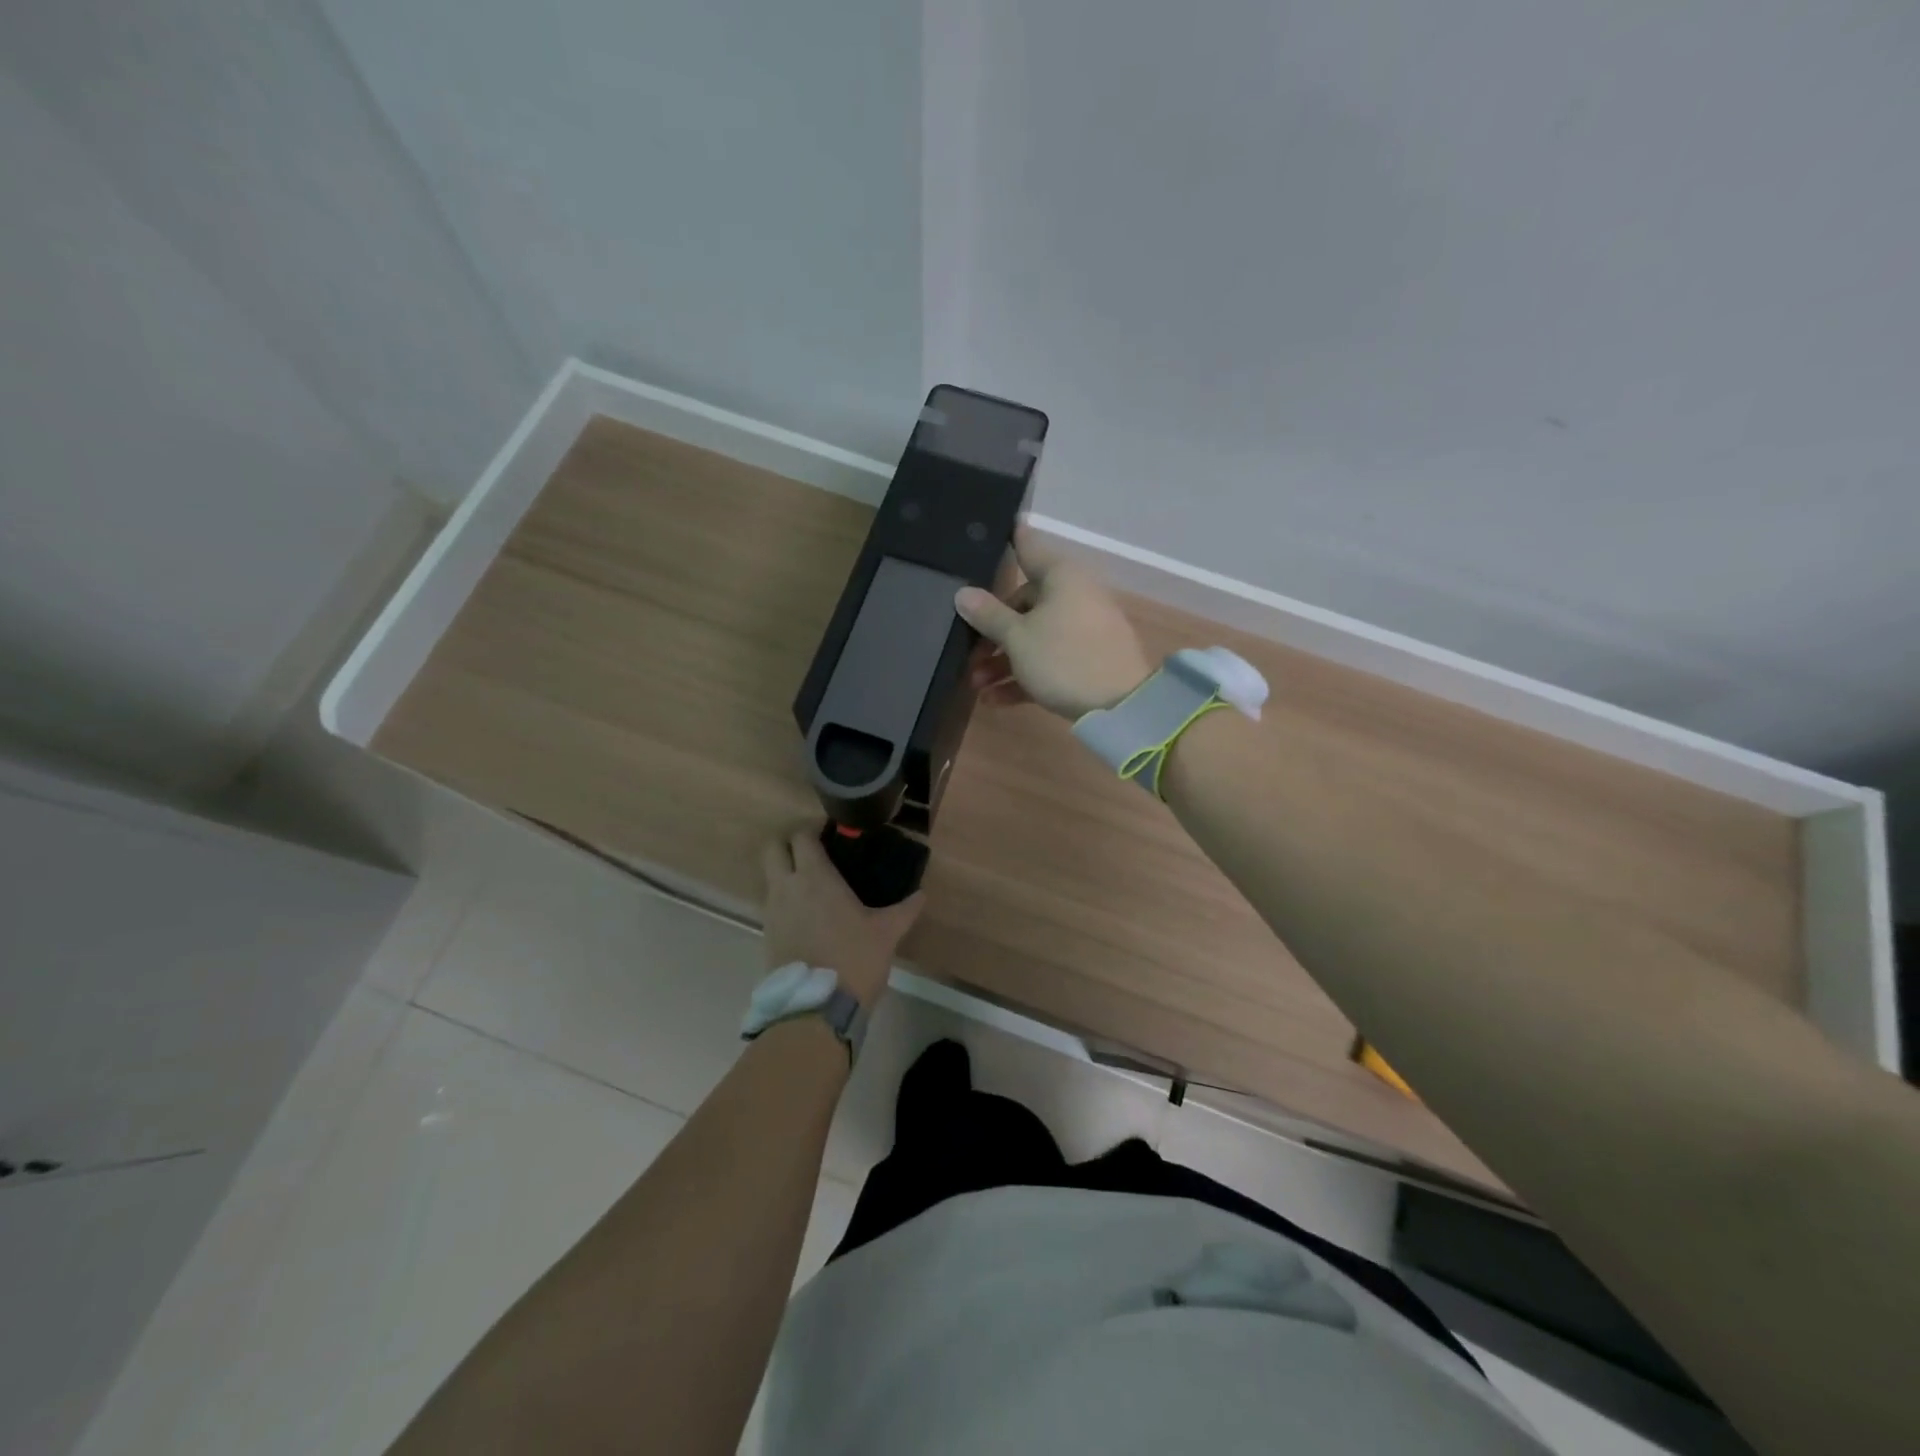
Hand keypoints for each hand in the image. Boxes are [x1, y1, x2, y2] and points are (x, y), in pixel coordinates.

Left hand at [759, 825, 923, 1007]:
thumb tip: (922, 894)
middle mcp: (786, 887)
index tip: (830, 832)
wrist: (816, 1009)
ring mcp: (772, 912)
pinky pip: (772, 904)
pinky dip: (784, 900)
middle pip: (772, 848)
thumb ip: (905, 910)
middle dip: (788, 843)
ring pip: (769, 877)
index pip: (801, 836)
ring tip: (814, 885)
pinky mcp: (766, 935)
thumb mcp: (886, 933)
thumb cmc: (854, 959)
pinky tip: (808, 914)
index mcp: (814, 877)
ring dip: (785, 872)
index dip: (812, 828)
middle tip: (814, 851)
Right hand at [954, 526, 1151, 719]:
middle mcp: (1074, 596)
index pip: (1028, 547)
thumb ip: (988, 615)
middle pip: (1024, 604)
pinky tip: (995, 700)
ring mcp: (1083, 630)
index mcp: (1061, 576)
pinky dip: (1024, 676)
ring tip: (977, 685)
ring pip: (1034, 637)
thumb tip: (963, 593)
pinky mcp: (1088, 661)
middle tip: (969, 653)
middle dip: (993, 631)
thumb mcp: (1018, 638)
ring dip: (1003, 661)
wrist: (1121, 706)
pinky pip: (1049, 661)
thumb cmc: (1063, 658)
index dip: (1010, 537)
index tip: (996, 527)